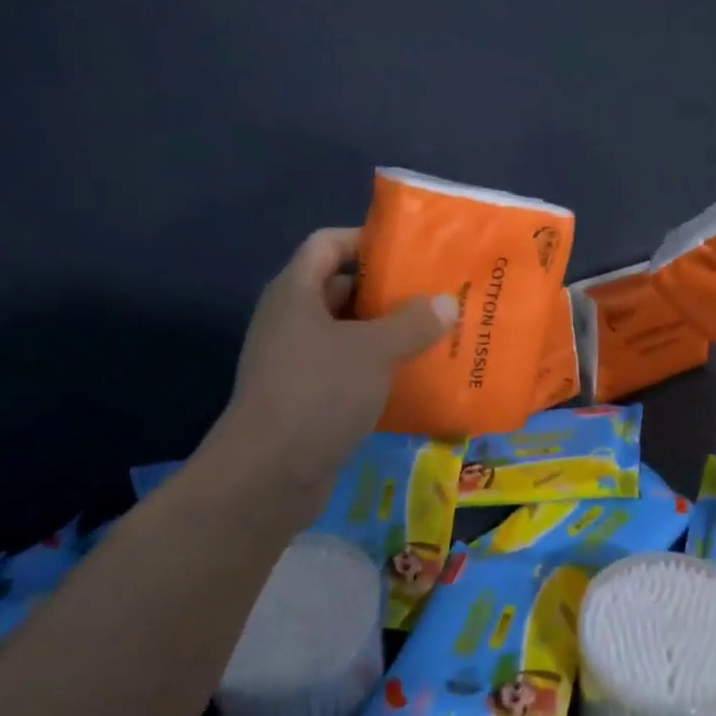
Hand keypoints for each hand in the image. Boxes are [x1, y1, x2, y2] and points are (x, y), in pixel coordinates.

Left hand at [202, 227, 454, 503]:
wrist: (269, 475)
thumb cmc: (319, 393)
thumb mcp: (373, 350)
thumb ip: (413, 323)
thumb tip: (446, 303)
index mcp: (295, 293)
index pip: (327, 244)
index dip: (365, 240)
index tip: (411, 251)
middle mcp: (291, 321)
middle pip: (342, 290)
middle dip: (388, 293)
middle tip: (436, 297)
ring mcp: (296, 363)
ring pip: (348, 336)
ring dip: (387, 336)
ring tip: (436, 337)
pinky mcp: (307, 400)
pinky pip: (348, 373)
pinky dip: (378, 373)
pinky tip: (414, 381)